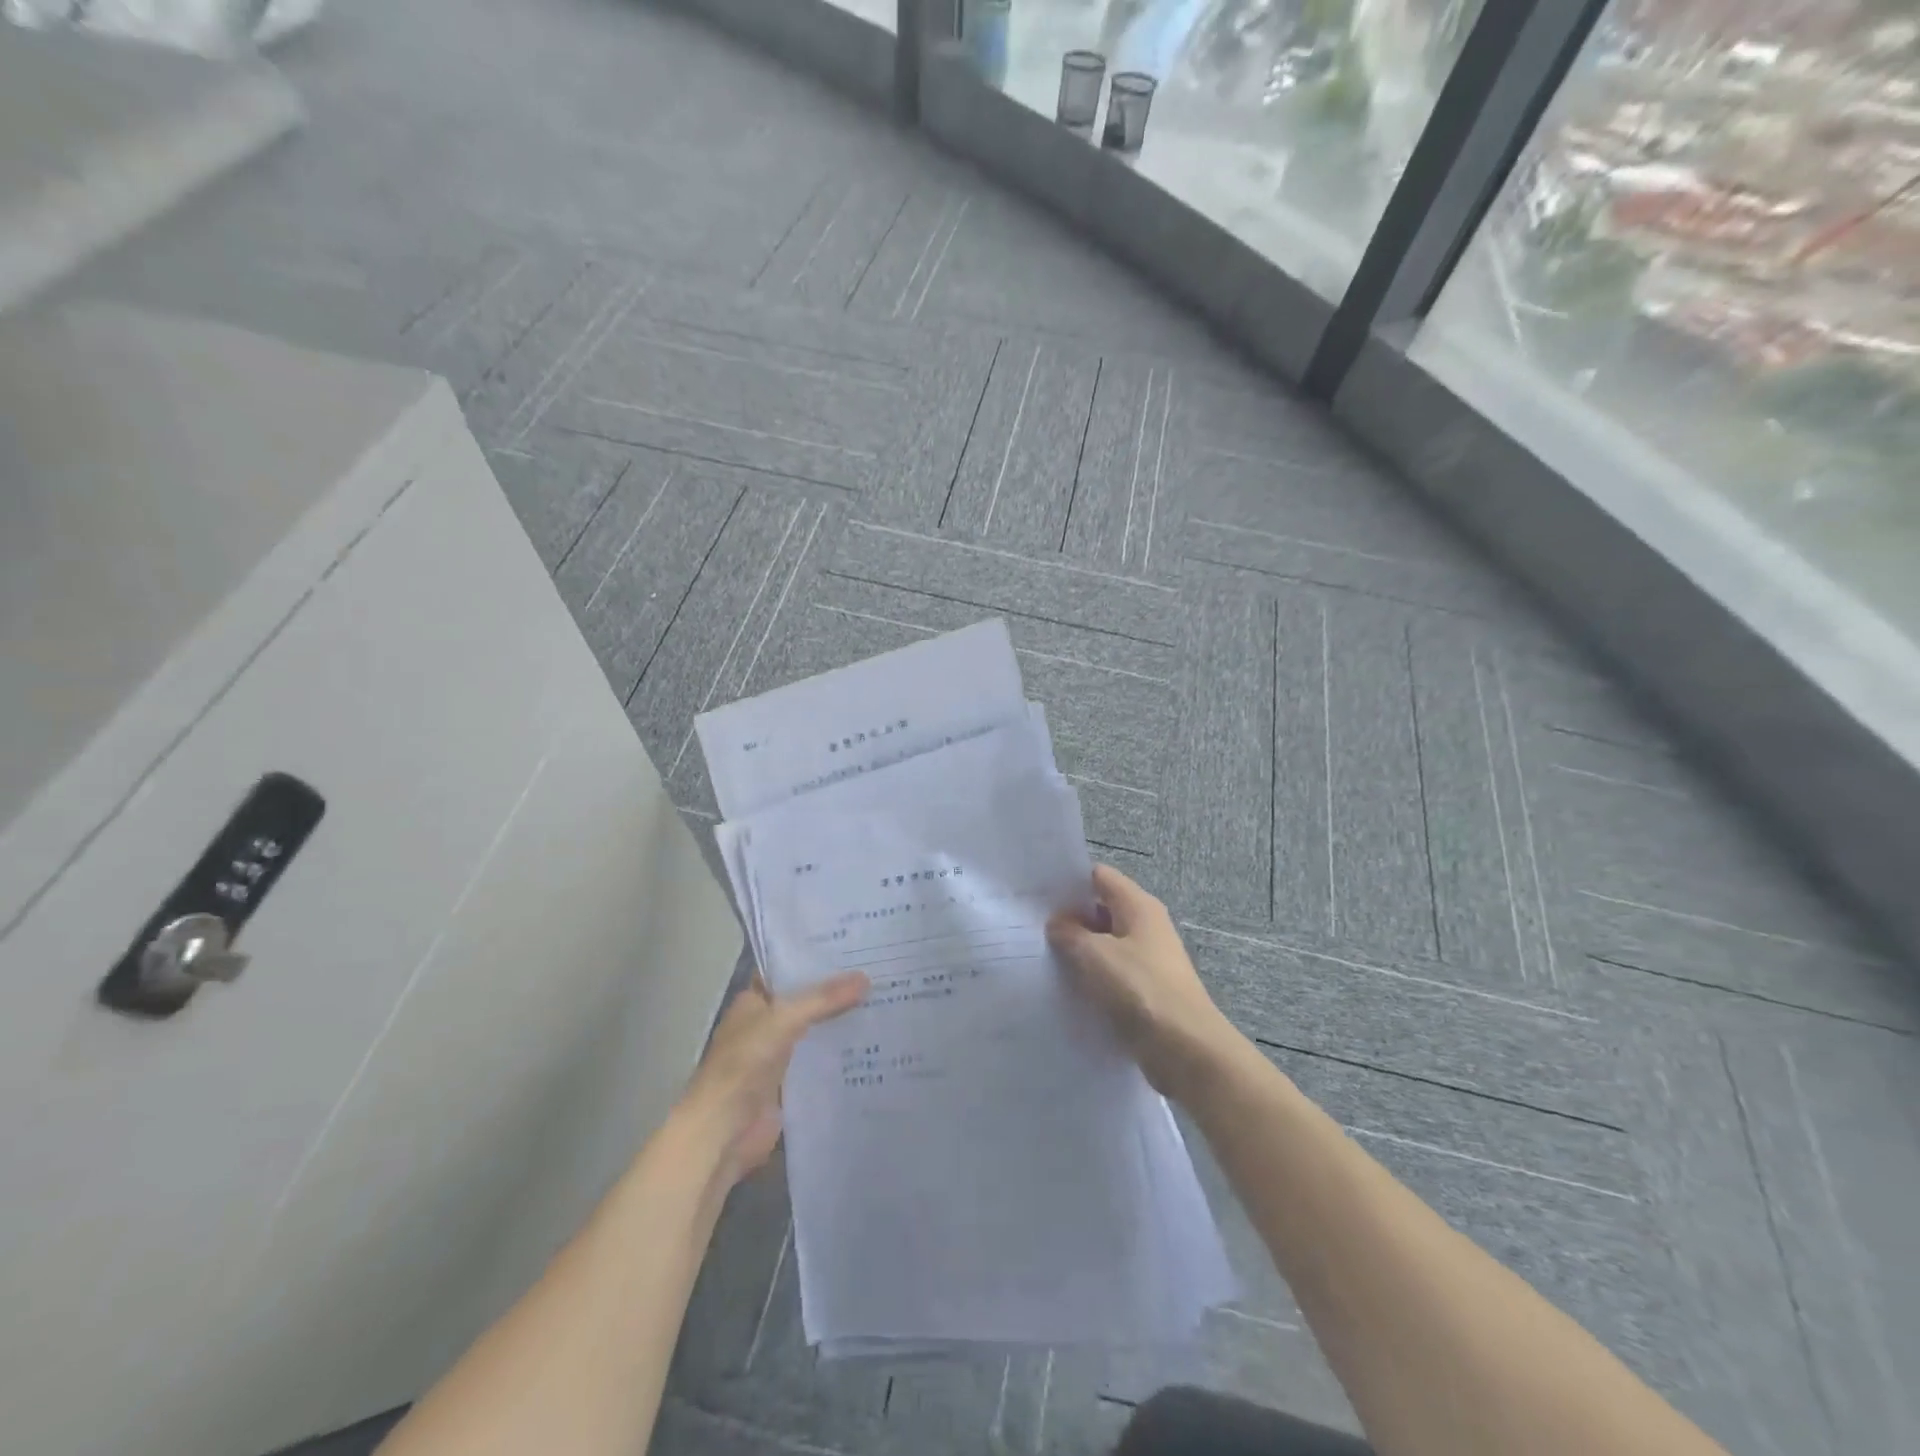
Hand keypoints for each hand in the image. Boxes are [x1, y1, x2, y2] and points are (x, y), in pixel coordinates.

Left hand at [680, 971, 868, 1186]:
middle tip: (880, 972)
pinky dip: (842, 1053)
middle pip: (807, 1001)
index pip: (788, 970)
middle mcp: (766, 1024)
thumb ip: (823, 999)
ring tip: (885, 1001)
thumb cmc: (743, 1064)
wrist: (723, 1132)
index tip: (854, 947)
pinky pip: (821, 1061)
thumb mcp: (784, 1020)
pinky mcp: (792, 1084)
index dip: (817, 959)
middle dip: (837, 991)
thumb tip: (867, 978)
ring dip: (842, 1021)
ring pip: (817, 1030)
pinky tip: (873, 1042)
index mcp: (754, 1001)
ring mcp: (779, 1055)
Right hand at [1047, 865, 1241, 1101]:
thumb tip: (1058, 922)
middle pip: (1101, 908)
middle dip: (1069, 916)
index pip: (1099, 876)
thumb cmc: (1141, 990)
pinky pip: (1111, 972)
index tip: (1036, 892)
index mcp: (1138, 906)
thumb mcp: (1095, 955)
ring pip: (1104, 943)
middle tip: (1030, 926)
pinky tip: (1065, 987)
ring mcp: (1148, 959)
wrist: (1187, 1050)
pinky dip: (1091, 976)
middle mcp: (1146, 925)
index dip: (1069, 880)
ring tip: (1040, 956)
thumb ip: (1070, 932)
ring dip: (1078, 949)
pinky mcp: (1146, 990)